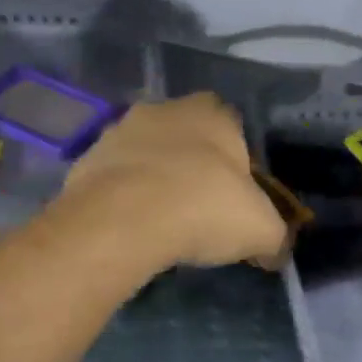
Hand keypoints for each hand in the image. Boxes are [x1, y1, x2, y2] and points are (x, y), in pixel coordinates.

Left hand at [58, 93, 287, 268]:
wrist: (122, 219)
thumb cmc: (203, 208)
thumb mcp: (261, 230)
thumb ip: (275, 237)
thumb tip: (275, 252)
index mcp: (213, 112)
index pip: (234, 131)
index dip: (238, 167)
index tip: (236, 201)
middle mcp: (165, 108)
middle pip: (188, 139)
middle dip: (194, 168)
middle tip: (200, 211)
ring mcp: (120, 130)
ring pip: (148, 155)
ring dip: (155, 180)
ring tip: (163, 224)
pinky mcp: (86, 158)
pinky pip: (115, 178)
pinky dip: (124, 197)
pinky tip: (131, 227)